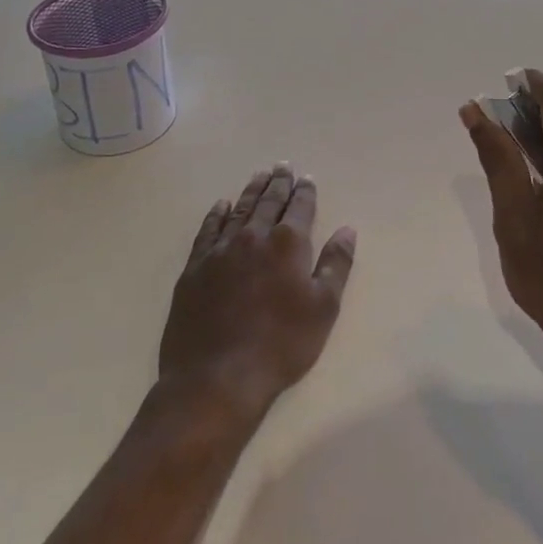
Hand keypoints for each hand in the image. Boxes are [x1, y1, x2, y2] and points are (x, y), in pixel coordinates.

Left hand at [158, 165, 356, 421]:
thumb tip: (347, 230)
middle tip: (282, 165)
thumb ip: (336, 264)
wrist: (216, 378)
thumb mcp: (323, 309)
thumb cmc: (280, 346)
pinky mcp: (195, 267)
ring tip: (259, 175)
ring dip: (252, 191)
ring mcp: (221, 250)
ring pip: (240, 209)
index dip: (305, 191)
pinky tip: (222, 206)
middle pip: (269, 201)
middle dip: (278, 182)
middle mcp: (254, 236)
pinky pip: (208, 229)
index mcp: (288, 244)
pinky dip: (217, 214)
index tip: (306, 178)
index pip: (300, 207)